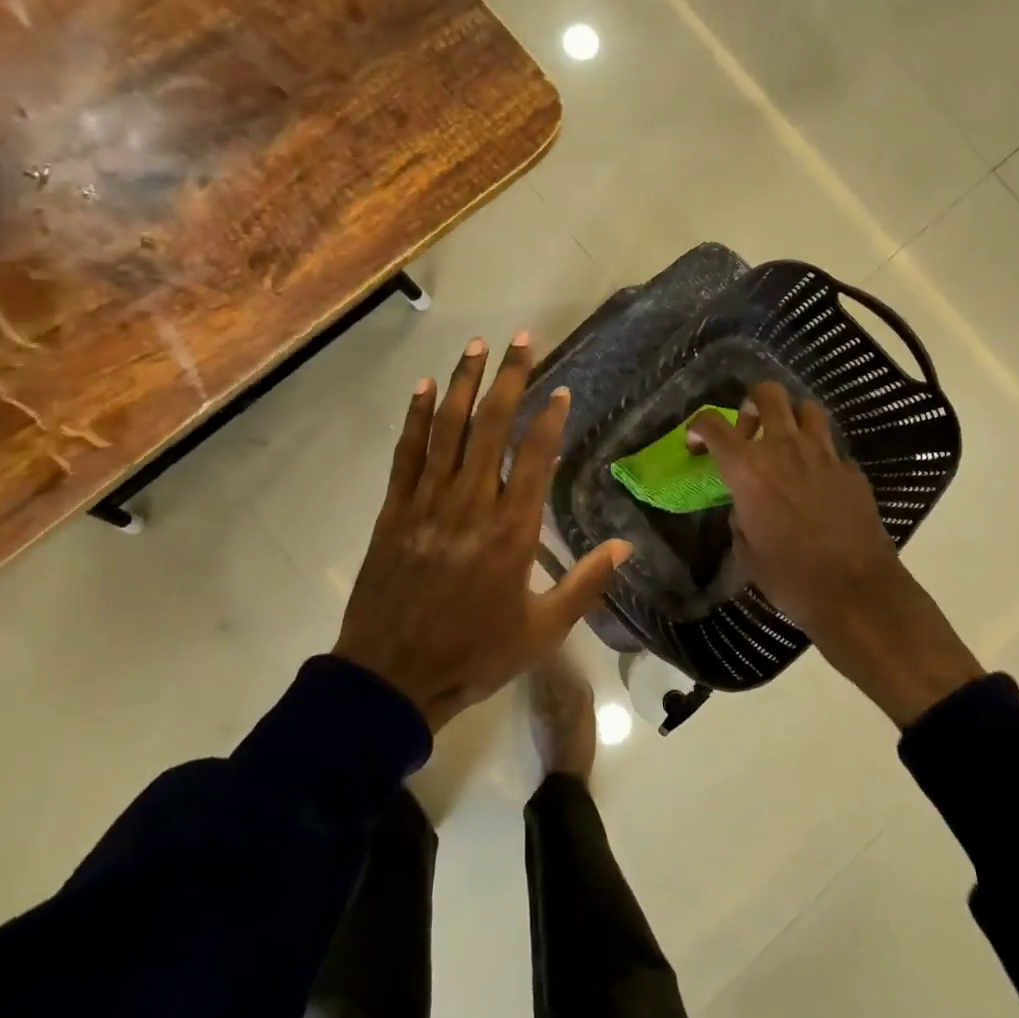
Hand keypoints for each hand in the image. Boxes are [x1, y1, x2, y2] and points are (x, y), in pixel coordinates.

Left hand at [334, 334, 631, 730]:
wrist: (392, 678)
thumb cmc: (474, 654)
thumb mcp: (542, 631)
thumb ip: (585, 584)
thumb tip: (625, 547)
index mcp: (511, 532)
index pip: (535, 458)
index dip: (549, 419)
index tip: (560, 389)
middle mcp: (471, 504)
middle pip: (492, 427)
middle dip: (509, 378)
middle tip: (522, 339)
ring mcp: (428, 503)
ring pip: (449, 430)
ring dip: (464, 383)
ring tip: (476, 345)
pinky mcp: (395, 510)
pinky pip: (407, 453)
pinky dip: (417, 417)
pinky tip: (425, 387)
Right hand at [688, 383, 982, 727]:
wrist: (856, 592)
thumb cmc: (790, 577)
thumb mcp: (746, 552)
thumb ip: (739, 518)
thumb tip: (744, 507)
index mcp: (748, 469)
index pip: (713, 424)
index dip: (698, 425)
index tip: (696, 441)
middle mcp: (784, 449)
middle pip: (768, 394)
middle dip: (752, 401)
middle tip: (749, 428)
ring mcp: (823, 455)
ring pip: (807, 408)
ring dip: (791, 418)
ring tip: (786, 442)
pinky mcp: (851, 469)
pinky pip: (831, 446)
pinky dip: (819, 453)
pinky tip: (816, 480)